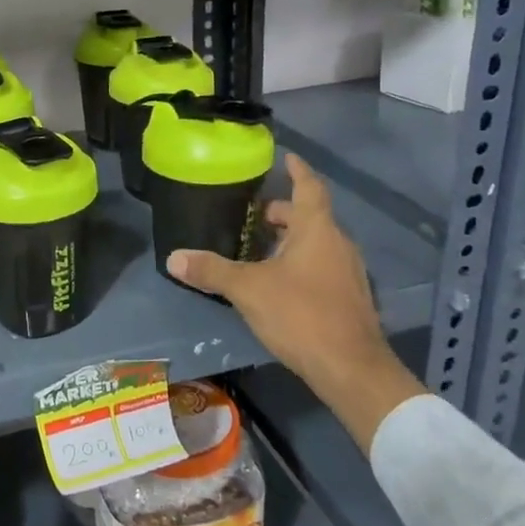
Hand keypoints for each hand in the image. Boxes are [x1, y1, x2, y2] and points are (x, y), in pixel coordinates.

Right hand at [168, 154, 425, 454]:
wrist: (351, 369)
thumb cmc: (301, 314)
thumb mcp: (248, 289)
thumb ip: (212, 270)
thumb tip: (173, 257)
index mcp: (317, 230)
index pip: (308, 187)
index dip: (297, 170)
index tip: (287, 156)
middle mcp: (338, 244)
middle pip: (310, 216)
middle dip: (282, 212)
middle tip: (253, 215)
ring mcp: (348, 272)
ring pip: (317, 244)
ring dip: (290, 240)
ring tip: (258, 249)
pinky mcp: (350, 298)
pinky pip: (323, 267)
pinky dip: (301, 264)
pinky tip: (279, 283)